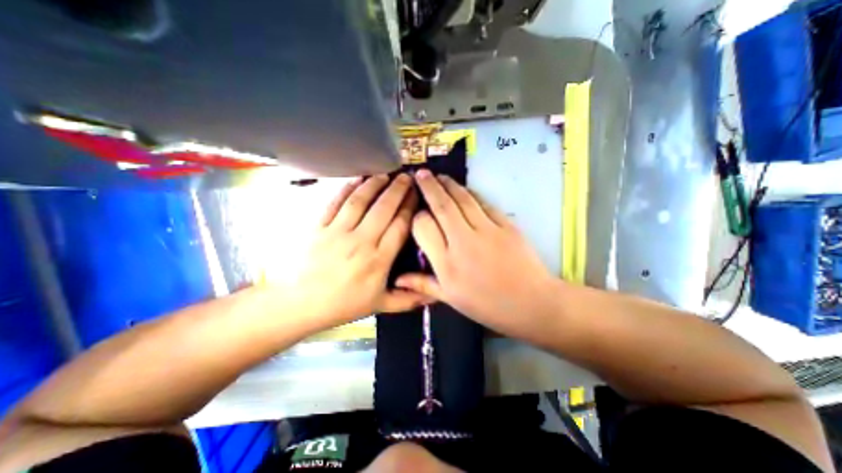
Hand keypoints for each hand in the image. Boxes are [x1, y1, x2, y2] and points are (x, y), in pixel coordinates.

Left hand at [288, 171, 428, 330]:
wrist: (299, 304)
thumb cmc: (343, 305)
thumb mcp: (379, 305)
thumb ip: (408, 299)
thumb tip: (434, 297)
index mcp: (378, 260)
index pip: (399, 226)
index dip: (409, 207)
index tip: (417, 195)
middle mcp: (361, 241)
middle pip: (383, 209)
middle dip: (397, 190)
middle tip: (406, 177)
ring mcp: (338, 232)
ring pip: (360, 201)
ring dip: (375, 184)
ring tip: (386, 174)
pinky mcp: (319, 226)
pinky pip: (335, 202)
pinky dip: (347, 188)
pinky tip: (357, 178)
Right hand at [398, 169, 556, 339]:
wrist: (532, 303)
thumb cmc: (488, 305)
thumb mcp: (451, 299)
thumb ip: (423, 284)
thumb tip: (397, 279)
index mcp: (447, 264)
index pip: (424, 227)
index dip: (417, 216)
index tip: (416, 211)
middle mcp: (463, 242)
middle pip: (442, 206)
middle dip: (429, 187)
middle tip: (420, 173)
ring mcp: (487, 231)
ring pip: (463, 199)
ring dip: (449, 184)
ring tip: (439, 176)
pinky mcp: (506, 225)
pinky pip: (484, 204)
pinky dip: (472, 194)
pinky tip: (464, 189)